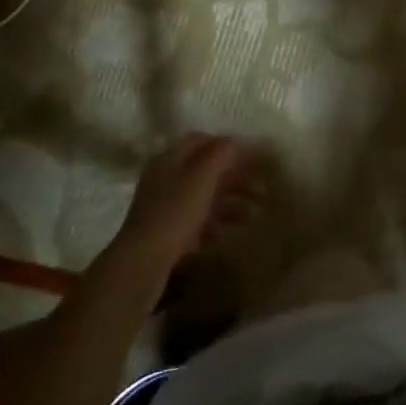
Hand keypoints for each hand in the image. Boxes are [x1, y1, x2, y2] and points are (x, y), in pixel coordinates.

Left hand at [116, 134, 267, 267]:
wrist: (142, 263)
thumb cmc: (175, 211)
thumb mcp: (202, 176)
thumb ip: (222, 154)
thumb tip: (236, 142)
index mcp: (170, 160)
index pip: (201, 141)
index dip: (228, 146)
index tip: (253, 157)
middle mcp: (167, 180)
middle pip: (207, 173)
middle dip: (237, 180)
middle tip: (263, 191)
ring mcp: (166, 209)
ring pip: (205, 200)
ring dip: (231, 205)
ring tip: (253, 216)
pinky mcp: (167, 236)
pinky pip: (197, 225)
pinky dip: (214, 226)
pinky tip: (226, 236)